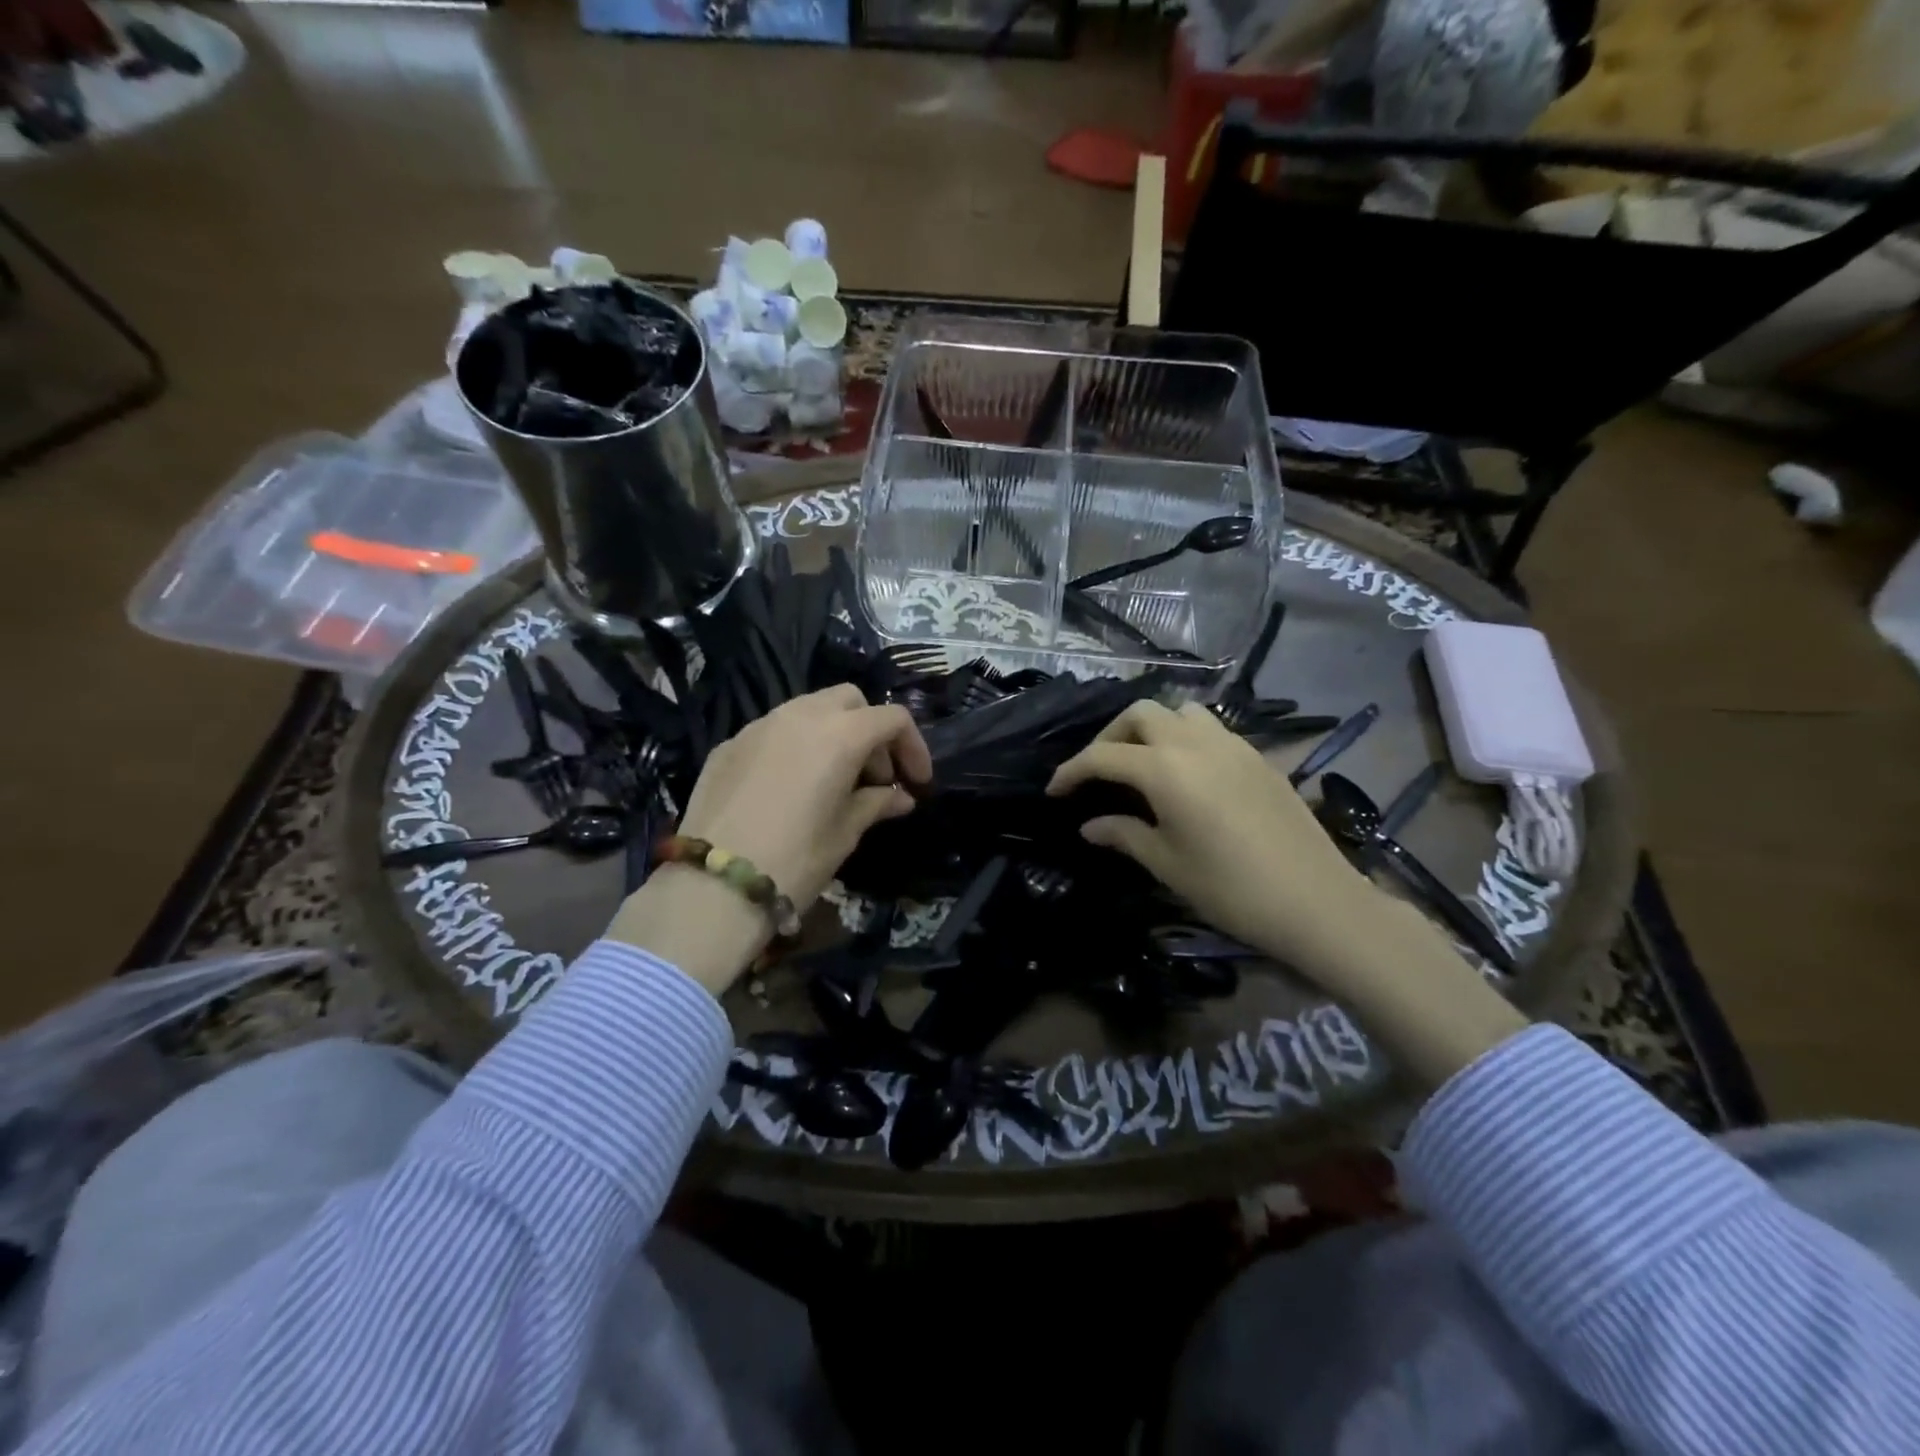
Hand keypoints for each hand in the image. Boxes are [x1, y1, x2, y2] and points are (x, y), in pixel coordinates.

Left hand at [675, 684, 931, 909]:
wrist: (712, 887)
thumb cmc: (795, 860)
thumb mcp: (845, 833)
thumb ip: (876, 804)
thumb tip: (899, 796)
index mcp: (839, 734)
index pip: (892, 719)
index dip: (913, 747)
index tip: (916, 782)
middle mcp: (800, 715)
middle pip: (850, 700)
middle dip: (871, 730)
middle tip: (875, 776)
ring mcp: (759, 725)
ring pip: (809, 709)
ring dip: (833, 733)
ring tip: (834, 779)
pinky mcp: (729, 744)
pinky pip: (774, 730)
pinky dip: (796, 746)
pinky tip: (791, 787)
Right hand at [1048, 701, 1526, 1086]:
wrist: (1317, 901)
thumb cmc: (1231, 889)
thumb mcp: (1167, 864)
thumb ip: (1124, 834)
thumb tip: (1089, 825)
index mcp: (1165, 769)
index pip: (1103, 756)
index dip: (1072, 771)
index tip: (1054, 790)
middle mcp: (1195, 743)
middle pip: (1141, 714)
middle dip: (1110, 736)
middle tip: (1098, 771)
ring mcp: (1232, 745)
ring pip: (1180, 712)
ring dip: (1151, 728)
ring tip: (1141, 763)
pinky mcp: (1257, 756)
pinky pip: (1210, 728)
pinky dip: (1184, 737)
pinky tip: (1184, 773)